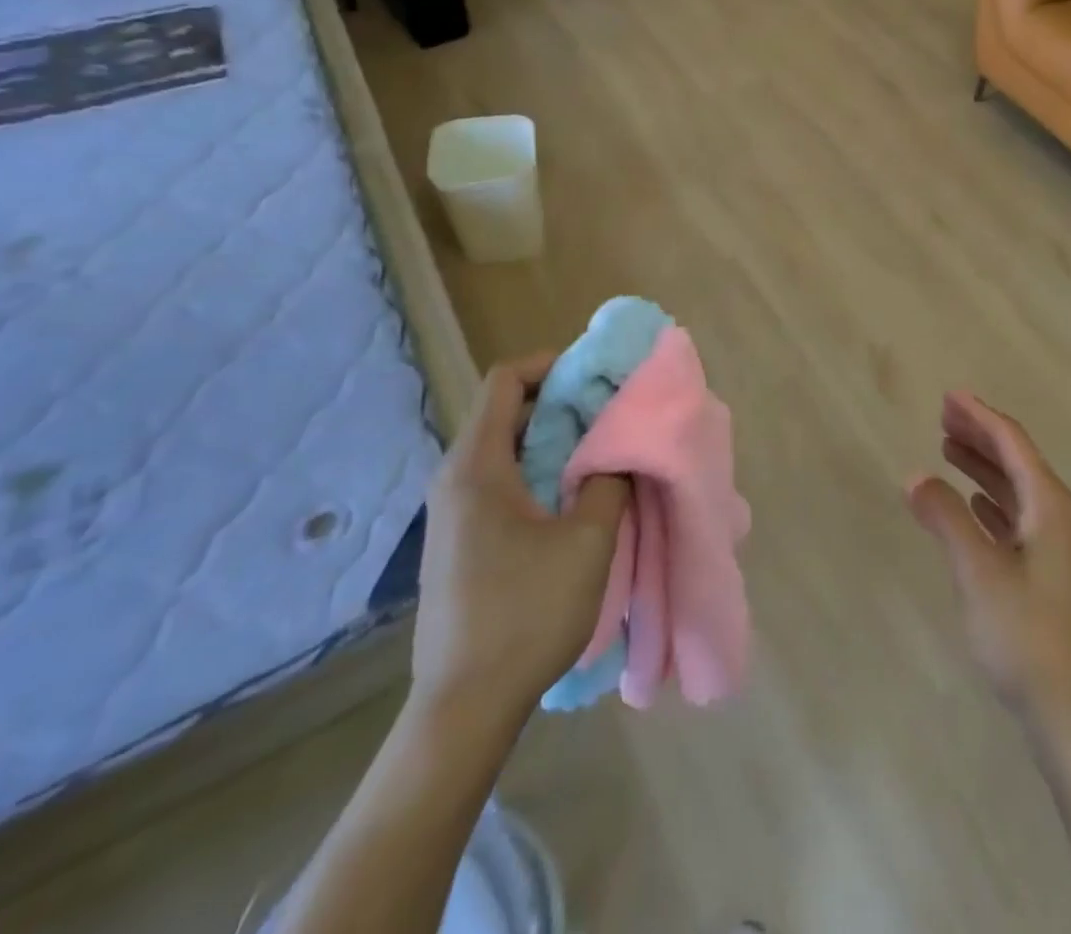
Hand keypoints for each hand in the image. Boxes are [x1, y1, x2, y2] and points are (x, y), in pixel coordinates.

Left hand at [411, 357, 628, 734]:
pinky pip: (499, 479)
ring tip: (600, 450)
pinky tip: (571, 496)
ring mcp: (452, 511)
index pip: (505, 380)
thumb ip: (608, 480)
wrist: (463, 707)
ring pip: (505, 447)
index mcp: (477, 466)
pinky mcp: (458, 539)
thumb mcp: (587, 541)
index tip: (597, 376)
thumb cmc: (526, 613)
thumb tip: (618, 448)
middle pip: (505, 410)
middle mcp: (455, 478)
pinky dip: (537, 468)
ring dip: (553, 438)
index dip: (552, 365)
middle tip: (610, 411)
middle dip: (560, 400)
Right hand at [907, 392, 1070, 734]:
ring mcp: (1057, 552)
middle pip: (1017, 462)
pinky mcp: (1050, 580)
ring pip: (1016, 492)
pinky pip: (1016, 520)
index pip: (1012, 444)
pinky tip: (974, 506)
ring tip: (948, 450)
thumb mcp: (979, 573)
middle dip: (980, 436)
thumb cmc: (1029, 638)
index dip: (980, 416)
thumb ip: (946, 519)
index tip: (950, 396)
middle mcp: (1058, 520)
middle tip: (943, 416)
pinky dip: (991, 504)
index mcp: (1049, 507)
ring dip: (983, 468)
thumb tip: (915, 476)